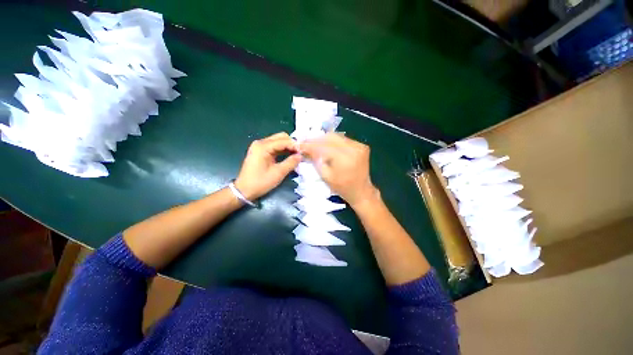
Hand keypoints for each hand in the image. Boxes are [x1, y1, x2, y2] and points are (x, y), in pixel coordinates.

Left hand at [235, 132, 300, 200]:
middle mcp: (260, 143)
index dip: (295, 145)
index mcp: (263, 146)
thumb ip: (291, 162)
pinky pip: (274, 146)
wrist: (244, 190)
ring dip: (288, 146)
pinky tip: (289, 155)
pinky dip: (282, 150)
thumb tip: (300, 156)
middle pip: (281, 137)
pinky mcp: (260, 151)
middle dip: (292, 144)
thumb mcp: (278, 173)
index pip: (283, 141)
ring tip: (297, 155)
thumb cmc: (260, 182)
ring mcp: (259, 146)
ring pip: (278, 141)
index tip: (304, 152)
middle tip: (300, 153)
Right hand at [300, 133, 378, 208]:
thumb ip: (316, 160)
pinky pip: (343, 139)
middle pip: (330, 137)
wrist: (361, 191)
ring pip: (337, 136)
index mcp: (345, 159)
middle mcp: (354, 148)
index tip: (299, 145)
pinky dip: (333, 141)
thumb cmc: (342, 188)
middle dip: (316, 139)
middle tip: (305, 143)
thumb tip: (306, 149)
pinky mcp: (361, 145)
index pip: (323, 146)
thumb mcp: (326, 176)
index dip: (310, 145)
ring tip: (314, 144)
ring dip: (324, 139)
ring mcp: (359, 145)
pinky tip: (326, 146)